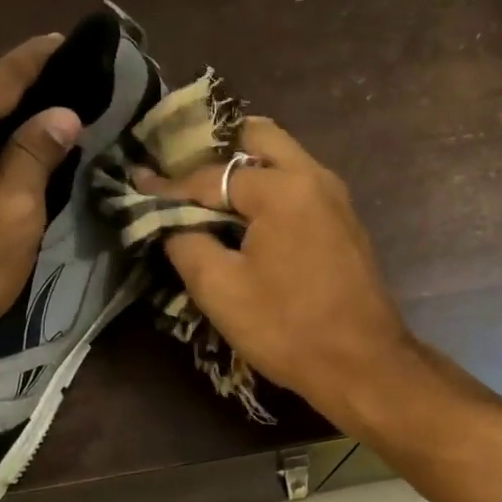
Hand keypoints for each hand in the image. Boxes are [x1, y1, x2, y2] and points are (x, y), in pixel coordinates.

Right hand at [132, 118, 415, 423]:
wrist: (362, 364)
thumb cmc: (288, 327)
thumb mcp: (220, 289)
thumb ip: (186, 243)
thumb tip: (172, 222)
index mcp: (282, 187)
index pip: (212, 176)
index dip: (171, 185)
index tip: (139, 184)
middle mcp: (314, 177)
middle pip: (258, 138)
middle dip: (216, 151)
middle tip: (183, 175)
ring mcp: (336, 198)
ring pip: (283, 158)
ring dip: (245, 167)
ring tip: (208, 195)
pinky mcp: (344, 222)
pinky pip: (299, 185)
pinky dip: (269, 188)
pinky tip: (246, 219)